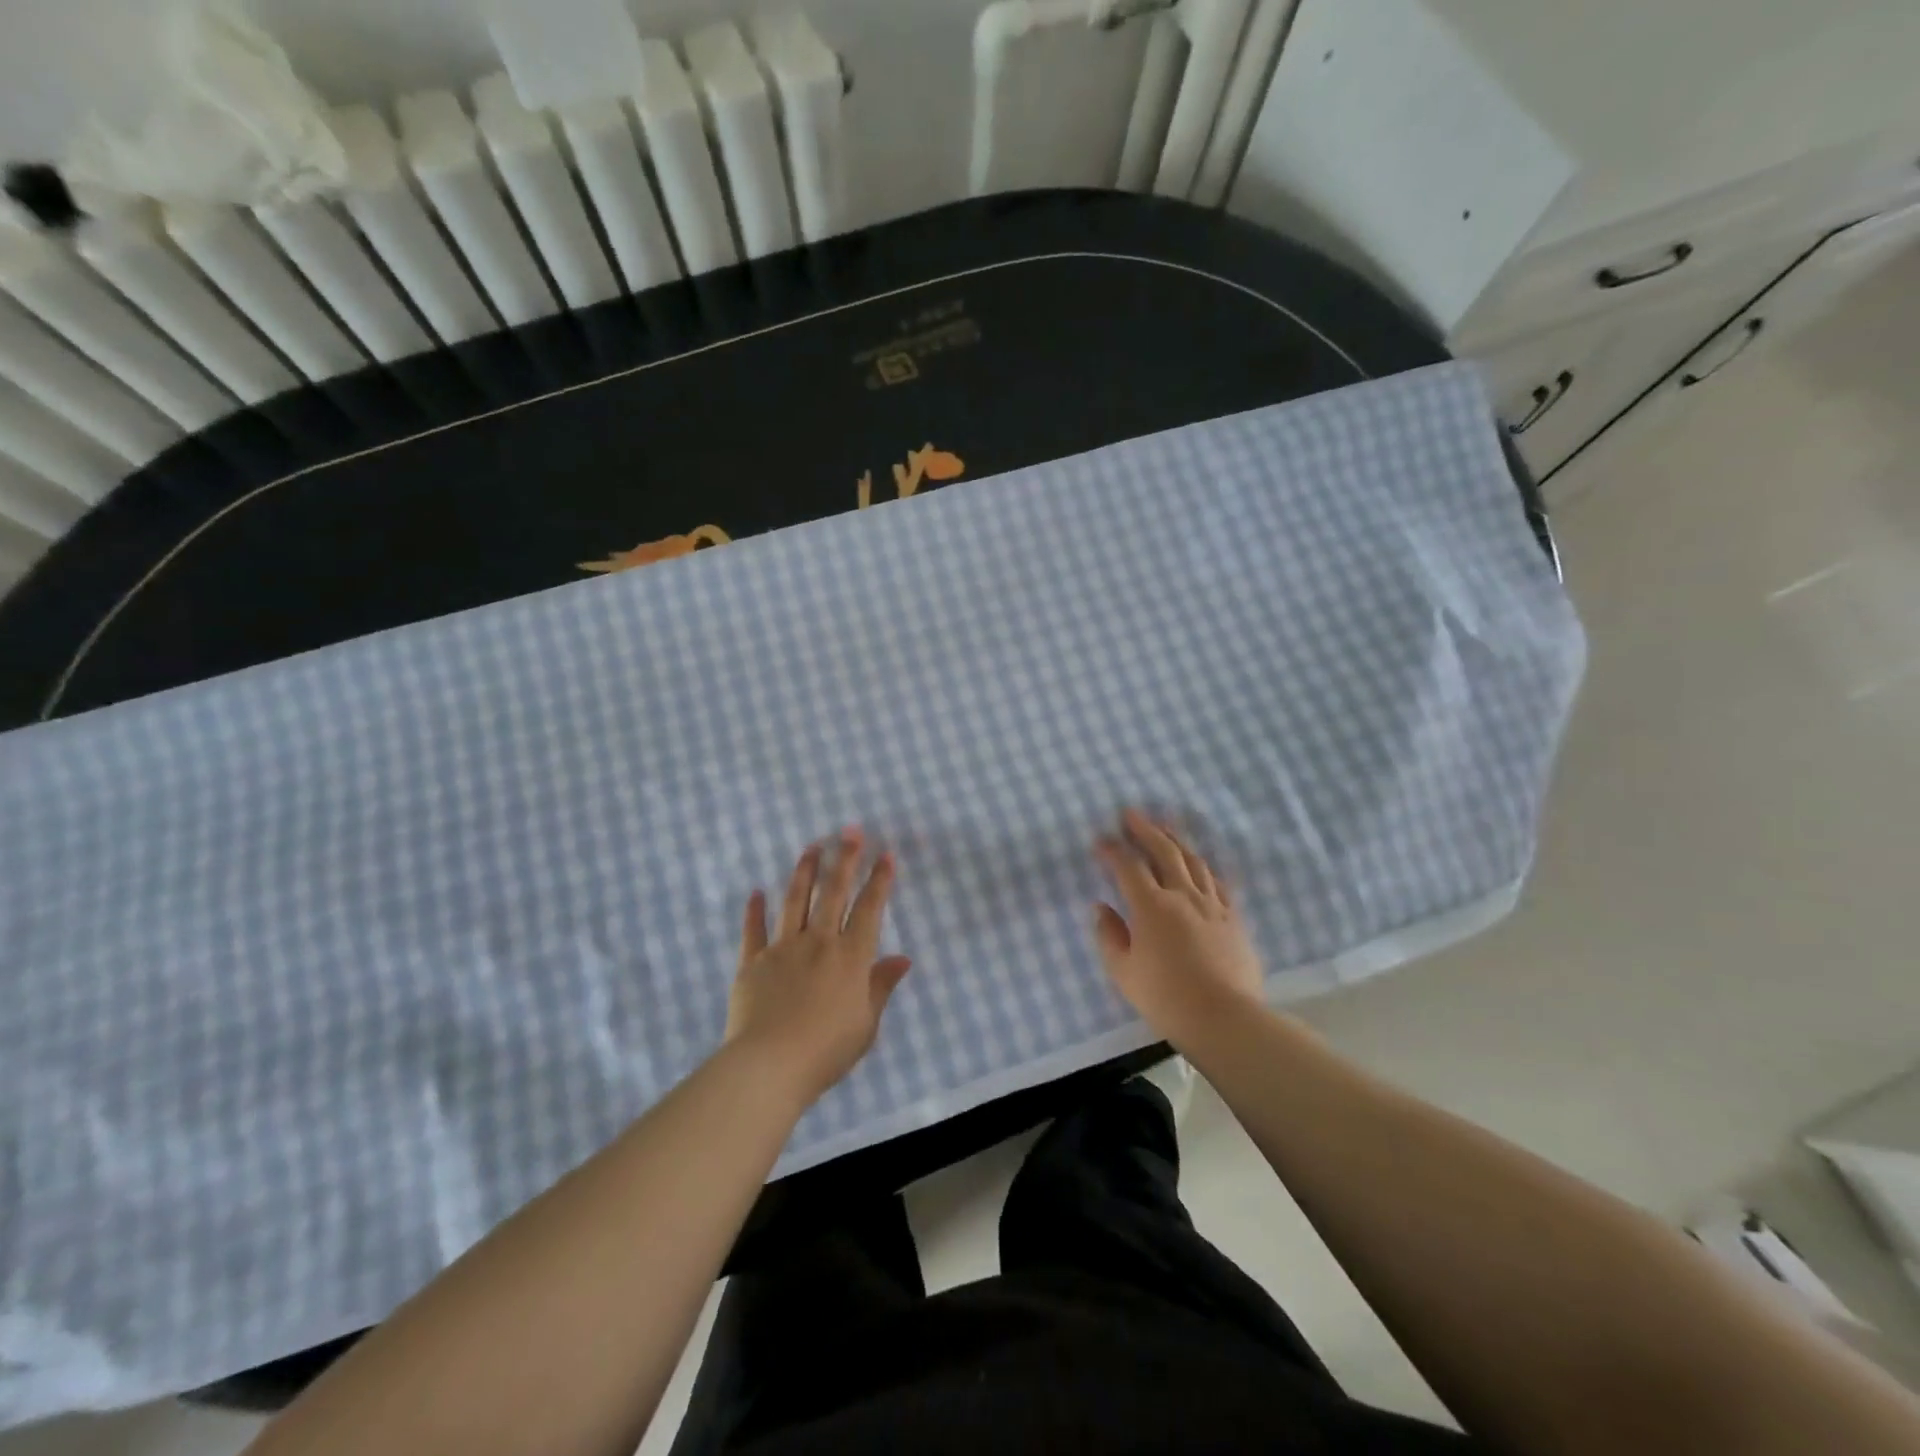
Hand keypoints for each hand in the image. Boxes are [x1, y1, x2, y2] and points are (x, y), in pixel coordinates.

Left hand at [727, 830, 912, 1102]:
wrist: (769, 1066)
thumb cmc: (826, 1050)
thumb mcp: (866, 1023)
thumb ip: (881, 986)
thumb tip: (903, 959)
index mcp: (850, 957)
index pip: (869, 909)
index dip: (879, 880)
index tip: (885, 854)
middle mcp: (818, 942)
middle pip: (833, 893)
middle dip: (844, 859)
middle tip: (849, 831)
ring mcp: (782, 949)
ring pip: (795, 901)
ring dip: (804, 872)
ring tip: (810, 847)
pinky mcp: (752, 963)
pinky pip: (753, 931)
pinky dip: (754, 910)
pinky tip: (756, 892)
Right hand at [1093, 809, 1265, 1047]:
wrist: (1225, 1018)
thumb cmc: (1166, 998)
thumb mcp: (1124, 972)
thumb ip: (1109, 936)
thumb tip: (1102, 908)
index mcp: (1151, 906)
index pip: (1128, 866)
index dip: (1112, 850)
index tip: (1100, 840)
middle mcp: (1182, 895)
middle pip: (1164, 851)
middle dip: (1145, 829)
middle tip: (1131, 813)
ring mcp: (1212, 904)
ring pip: (1193, 861)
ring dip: (1176, 839)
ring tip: (1165, 826)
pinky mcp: (1234, 918)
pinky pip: (1218, 882)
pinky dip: (1204, 867)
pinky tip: (1200, 863)